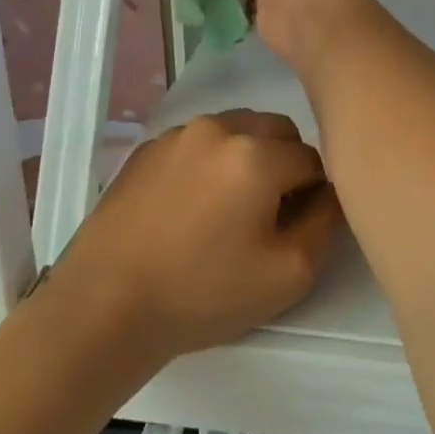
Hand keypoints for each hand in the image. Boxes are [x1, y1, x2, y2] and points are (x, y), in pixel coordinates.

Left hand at [54, 110, 341, 360]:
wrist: (106, 305)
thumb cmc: (204, 293)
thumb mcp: (289, 274)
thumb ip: (325, 223)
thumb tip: (328, 193)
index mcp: (257, 154)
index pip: (313, 159)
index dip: (314, 193)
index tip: (297, 225)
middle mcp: (219, 128)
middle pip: (277, 131)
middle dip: (285, 164)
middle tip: (268, 213)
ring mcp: (178, 134)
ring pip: (236, 130)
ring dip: (248, 156)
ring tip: (228, 207)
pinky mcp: (147, 148)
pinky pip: (198, 142)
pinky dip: (210, 161)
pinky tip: (192, 206)